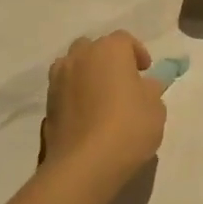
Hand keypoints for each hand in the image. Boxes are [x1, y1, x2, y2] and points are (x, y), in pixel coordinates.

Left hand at [40, 32, 166, 189]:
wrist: (85, 164)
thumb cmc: (129, 127)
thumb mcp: (155, 108)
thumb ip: (150, 90)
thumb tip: (144, 85)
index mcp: (109, 50)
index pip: (124, 40)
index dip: (137, 53)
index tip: (145, 71)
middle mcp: (79, 57)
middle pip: (94, 48)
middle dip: (107, 60)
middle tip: (122, 82)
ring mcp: (58, 80)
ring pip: (74, 67)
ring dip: (87, 75)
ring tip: (101, 98)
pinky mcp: (47, 105)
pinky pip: (64, 90)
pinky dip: (75, 96)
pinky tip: (87, 117)